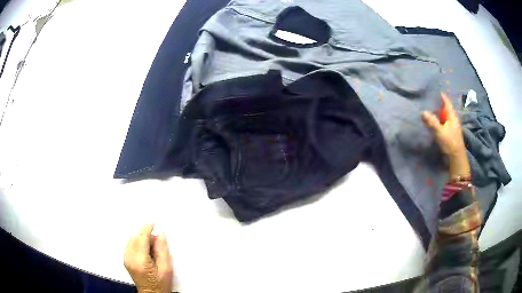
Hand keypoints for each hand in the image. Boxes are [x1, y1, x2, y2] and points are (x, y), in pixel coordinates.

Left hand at [124, 224, 172, 292]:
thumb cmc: (161, 284)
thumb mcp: (166, 268)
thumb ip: (162, 250)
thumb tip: (160, 234)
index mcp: (140, 261)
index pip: (141, 239)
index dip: (147, 229)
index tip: (154, 223)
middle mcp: (129, 258)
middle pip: (135, 238)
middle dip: (146, 235)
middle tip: (157, 241)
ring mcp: (126, 259)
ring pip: (132, 240)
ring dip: (141, 239)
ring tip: (152, 248)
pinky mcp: (125, 259)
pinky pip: (130, 245)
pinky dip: (138, 243)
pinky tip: (146, 250)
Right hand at [422, 93, 469, 179]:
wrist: (457, 156)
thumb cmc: (449, 142)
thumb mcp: (439, 131)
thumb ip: (431, 122)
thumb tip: (423, 112)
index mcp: (452, 116)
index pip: (447, 104)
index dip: (443, 98)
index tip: (439, 92)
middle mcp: (455, 120)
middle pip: (448, 110)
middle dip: (443, 106)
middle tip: (436, 102)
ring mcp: (455, 127)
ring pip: (449, 117)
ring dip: (443, 114)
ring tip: (437, 112)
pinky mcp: (454, 134)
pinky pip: (448, 123)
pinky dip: (444, 121)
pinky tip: (441, 123)